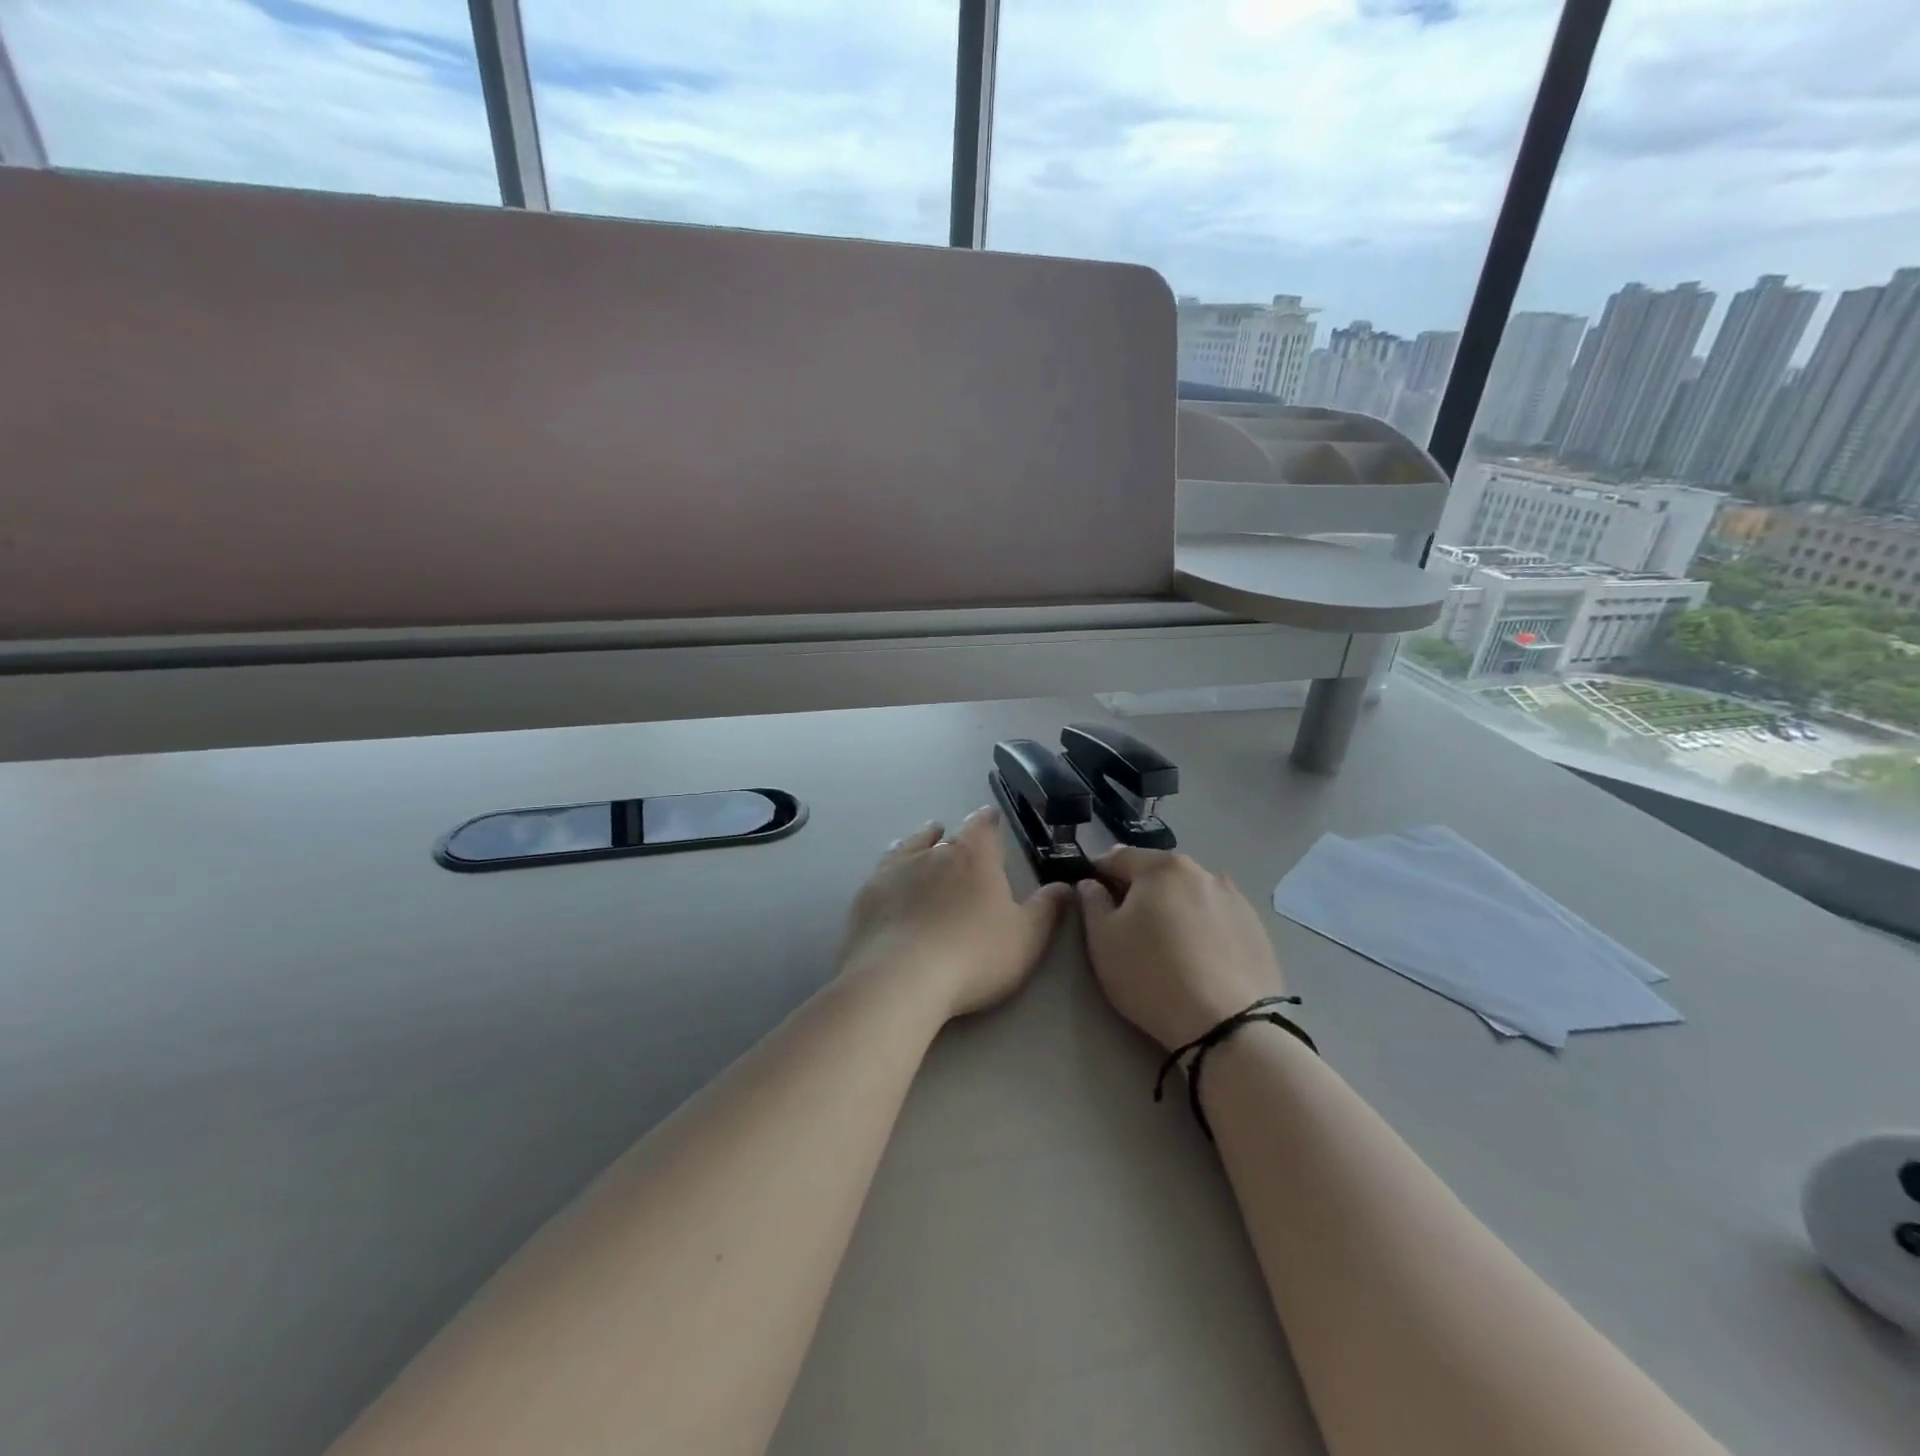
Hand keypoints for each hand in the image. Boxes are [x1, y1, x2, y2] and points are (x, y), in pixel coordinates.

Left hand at [837, 807, 1073, 1018]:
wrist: (900, 979)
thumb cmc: (974, 956)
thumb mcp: (1026, 937)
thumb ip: (1046, 909)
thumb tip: (1064, 886)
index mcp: (973, 857)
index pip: (982, 826)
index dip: (988, 820)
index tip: (990, 817)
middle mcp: (932, 854)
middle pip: (945, 836)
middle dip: (954, 837)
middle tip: (958, 839)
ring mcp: (894, 872)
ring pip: (908, 847)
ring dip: (919, 842)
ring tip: (924, 840)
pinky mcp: (867, 896)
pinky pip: (881, 872)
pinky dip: (891, 871)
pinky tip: (889, 881)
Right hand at [1077, 847, 1286, 1050]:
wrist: (1229, 1026)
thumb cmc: (1152, 975)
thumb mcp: (1103, 940)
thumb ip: (1092, 902)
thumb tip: (1091, 883)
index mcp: (1162, 867)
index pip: (1120, 857)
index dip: (1100, 872)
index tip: (1091, 892)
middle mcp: (1202, 872)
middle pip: (1159, 873)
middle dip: (1140, 890)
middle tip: (1127, 923)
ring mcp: (1236, 899)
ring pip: (1191, 894)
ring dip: (1174, 907)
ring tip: (1167, 943)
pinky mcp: (1257, 929)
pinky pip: (1217, 918)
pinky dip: (1203, 927)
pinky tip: (1199, 958)